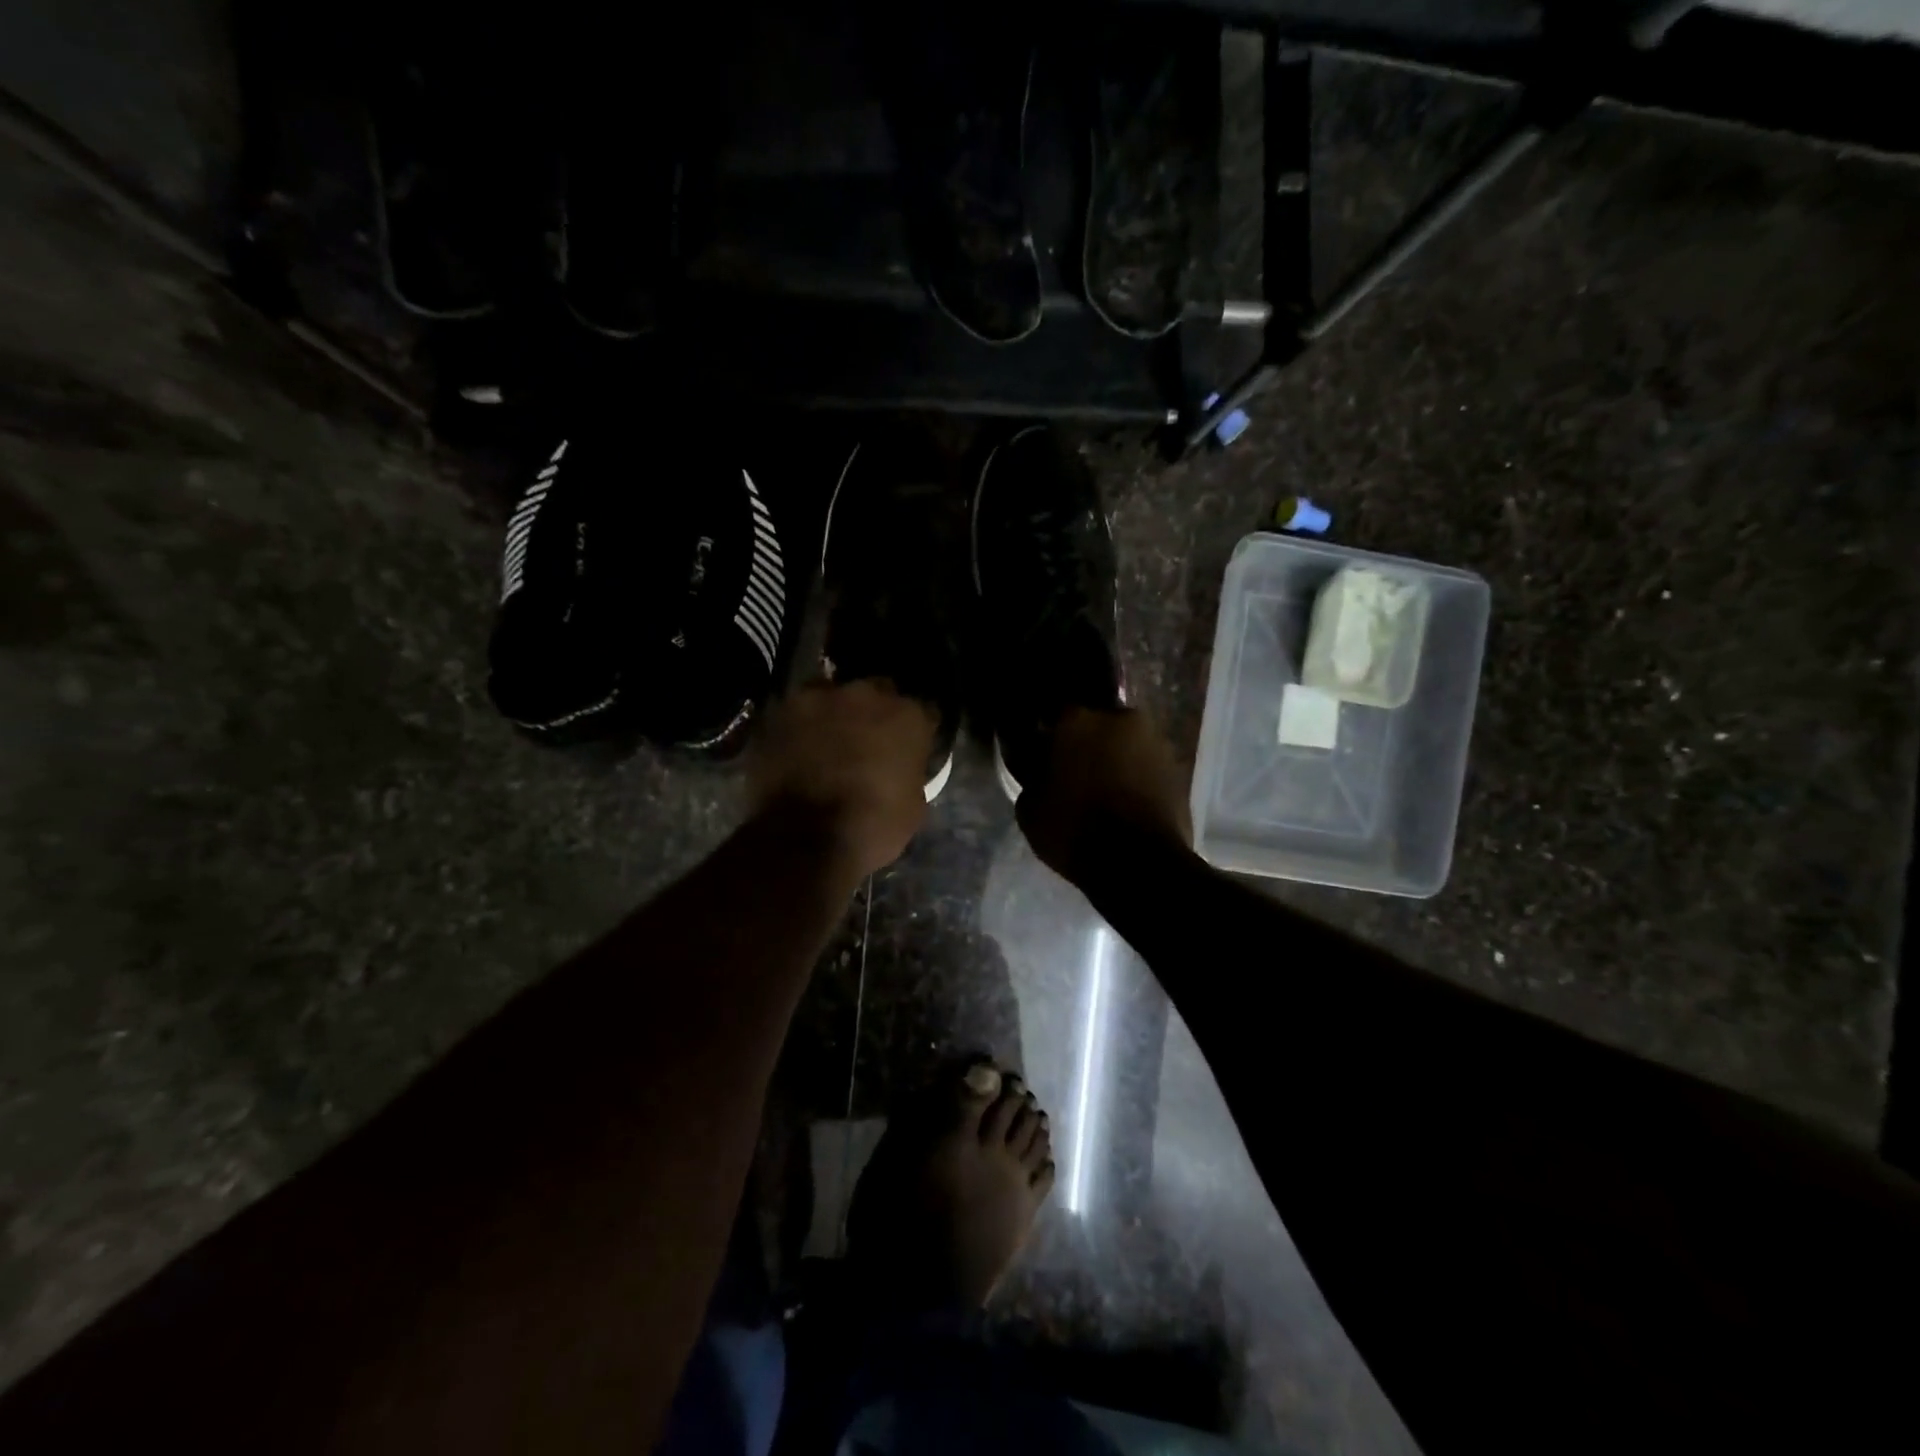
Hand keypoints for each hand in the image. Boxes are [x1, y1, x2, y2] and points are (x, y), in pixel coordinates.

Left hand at [749, 680, 937, 876]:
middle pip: (877, 693)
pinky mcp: (780, 711)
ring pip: (833, 695)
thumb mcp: (913, 807)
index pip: (923, 713)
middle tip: (867, 742)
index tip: (910, 749)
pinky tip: (798, 747)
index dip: (916, 732)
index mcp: (907, 716)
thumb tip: (899, 769)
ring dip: (835, 713)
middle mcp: (866, 694)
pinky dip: (800, 726)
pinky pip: (797, 712)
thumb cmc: (871, 827)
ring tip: (827, 740)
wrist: (803, 839)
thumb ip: (909, 772)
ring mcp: (819, 698)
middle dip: (875, 713)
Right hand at [1015, 707, 1191, 881]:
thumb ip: (1034, 778)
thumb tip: (1040, 770)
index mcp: (1077, 720)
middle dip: (1088, 744)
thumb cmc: (1074, 829)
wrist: (1139, 863)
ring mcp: (1154, 741)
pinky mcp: (1178, 768)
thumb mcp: (1029, 808)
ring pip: (1126, 744)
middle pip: (1097, 725)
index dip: (1050, 736)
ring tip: (1106, 791)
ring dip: (1116, 759)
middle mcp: (1120, 718)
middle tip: (1077, 773)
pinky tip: (1127, 802)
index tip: (1045, 756)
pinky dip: (1138, 778)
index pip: (1056, 715)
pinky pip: (1147, 767)